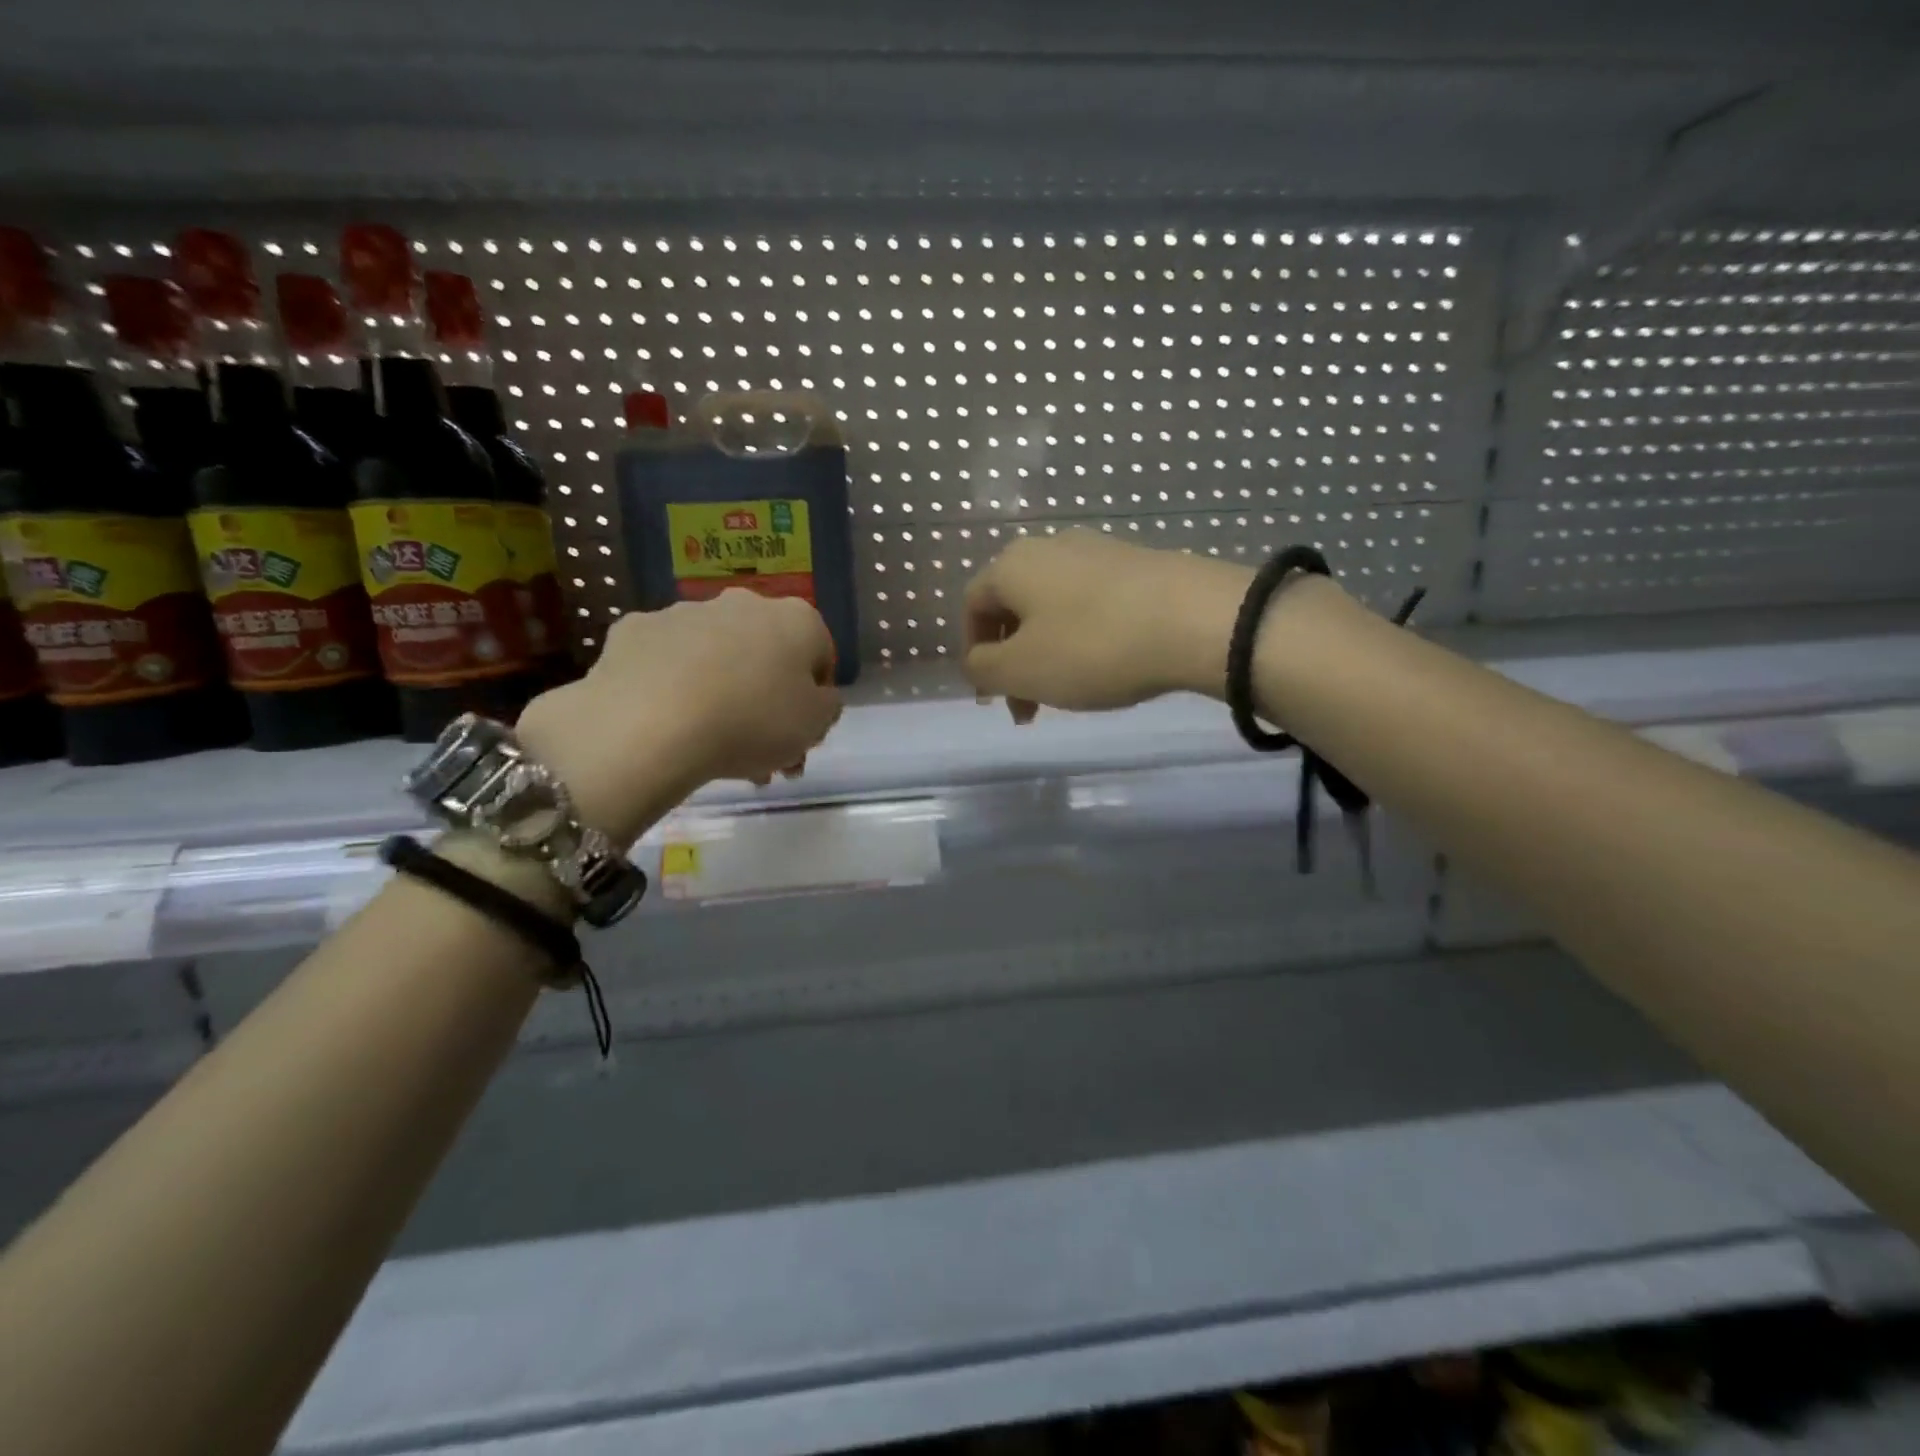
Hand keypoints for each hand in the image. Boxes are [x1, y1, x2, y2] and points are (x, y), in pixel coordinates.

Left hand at [517, 589, 841, 840]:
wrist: (651, 725)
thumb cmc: (753, 722)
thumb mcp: (816, 724)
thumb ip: (828, 706)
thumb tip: (817, 696)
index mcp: (796, 619)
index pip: (820, 656)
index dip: (815, 699)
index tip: (802, 734)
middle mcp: (743, 603)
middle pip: (766, 655)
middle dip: (768, 700)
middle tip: (763, 752)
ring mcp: (685, 612)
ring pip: (717, 657)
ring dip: (724, 695)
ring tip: (715, 751)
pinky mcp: (636, 629)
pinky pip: (667, 662)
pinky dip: (674, 686)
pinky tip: (671, 723)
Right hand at [962, 530, 1257, 718]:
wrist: (1195, 619)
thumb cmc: (1092, 646)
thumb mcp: (1020, 669)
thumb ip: (982, 669)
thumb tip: (977, 662)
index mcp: (1012, 564)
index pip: (972, 606)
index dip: (973, 653)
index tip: (991, 695)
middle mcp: (1050, 547)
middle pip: (1014, 608)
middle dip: (1012, 661)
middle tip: (1027, 708)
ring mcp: (1098, 551)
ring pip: (1054, 609)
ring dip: (1048, 654)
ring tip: (1068, 694)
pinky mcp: (1138, 564)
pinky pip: (1093, 605)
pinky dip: (1085, 638)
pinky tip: (1107, 666)